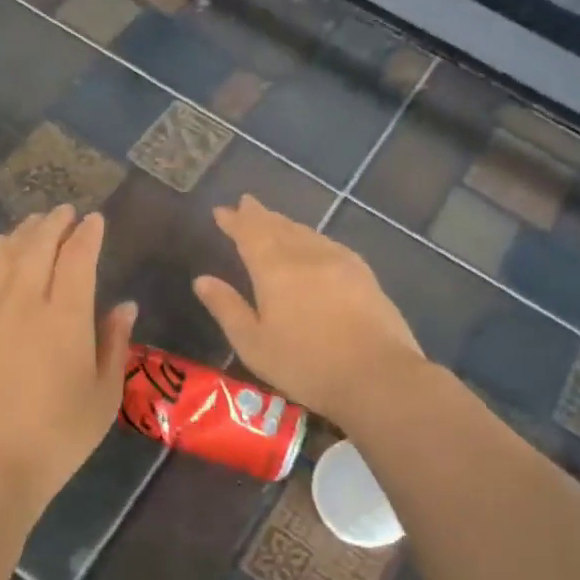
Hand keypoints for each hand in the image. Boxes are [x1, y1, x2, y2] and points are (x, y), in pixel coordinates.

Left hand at [0, 206, 137, 515]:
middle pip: (39, 246)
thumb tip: (125, 305)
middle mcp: (25, 301)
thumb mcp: (104, 395)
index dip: (88, 234)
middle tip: (65, 212)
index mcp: (66, 317)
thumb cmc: (58, 436)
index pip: (79, 257)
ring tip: (34, 224)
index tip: (95, 220)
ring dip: (23, 233)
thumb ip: (114, 343)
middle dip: (55, 223)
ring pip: (5, 255)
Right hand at [194, 195, 423, 426]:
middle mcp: (306, 255)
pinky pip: (328, 244)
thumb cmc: (305, 365)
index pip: (250, 234)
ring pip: (306, 233)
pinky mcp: (363, 274)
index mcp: (274, 270)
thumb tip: (202, 280)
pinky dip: (312, 238)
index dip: (235, 221)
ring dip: (286, 224)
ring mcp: (339, 261)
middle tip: (246, 203)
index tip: (222, 211)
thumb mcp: (253, 344)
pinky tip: (314, 244)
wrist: (377, 375)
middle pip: (279, 227)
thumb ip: (227, 308)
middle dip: (260, 215)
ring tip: (274, 220)